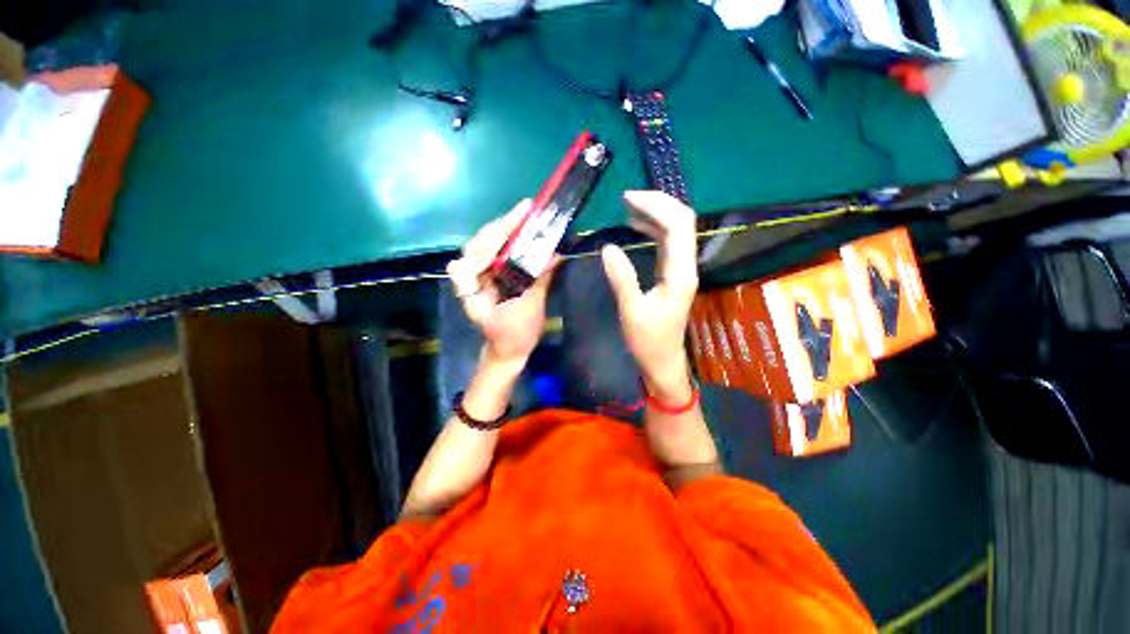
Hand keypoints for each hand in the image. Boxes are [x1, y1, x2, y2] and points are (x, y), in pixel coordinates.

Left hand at [446, 199, 555, 365]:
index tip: (517, 222)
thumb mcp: (531, 308)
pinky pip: (492, 252)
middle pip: (478, 244)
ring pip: (483, 244)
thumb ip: (541, 278)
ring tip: (523, 216)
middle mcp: (469, 279)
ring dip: (502, 229)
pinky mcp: (486, 275)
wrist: (507, 351)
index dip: (494, 238)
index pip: (476, 256)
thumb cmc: (516, 336)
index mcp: (473, 292)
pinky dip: (505, 240)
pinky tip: (519, 231)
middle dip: (502, 225)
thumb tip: (556, 253)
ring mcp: (476, 275)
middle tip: (526, 209)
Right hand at [602, 191, 698, 401]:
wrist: (663, 361)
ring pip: (676, 230)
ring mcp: (680, 269)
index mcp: (679, 273)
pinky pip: (668, 242)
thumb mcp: (631, 312)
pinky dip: (653, 228)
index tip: (628, 198)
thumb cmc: (648, 341)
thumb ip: (622, 279)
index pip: (677, 226)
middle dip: (658, 203)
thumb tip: (608, 248)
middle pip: (682, 221)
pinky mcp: (672, 274)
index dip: (656, 205)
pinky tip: (637, 225)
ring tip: (629, 206)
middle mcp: (686, 266)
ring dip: (656, 213)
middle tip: (627, 198)